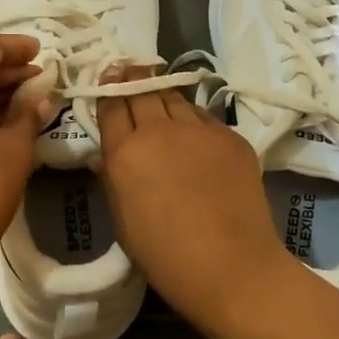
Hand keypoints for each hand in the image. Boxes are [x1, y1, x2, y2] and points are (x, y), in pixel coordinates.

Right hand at [96, 76, 295, 320]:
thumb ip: (112, 178)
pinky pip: (204, 116)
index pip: (111, 105)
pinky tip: (192, 130)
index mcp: (125, 152)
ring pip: (175, 97)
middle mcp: (159, 130)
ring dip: (163, 93)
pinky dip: (193, 118)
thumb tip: (106, 155)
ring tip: (159, 92)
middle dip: (133, 79)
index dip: (108, 89)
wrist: (232, 266)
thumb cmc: (165, 255)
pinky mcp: (231, 137)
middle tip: (129, 71)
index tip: (108, 77)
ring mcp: (199, 130)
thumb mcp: (122, 219)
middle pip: (142, 91)